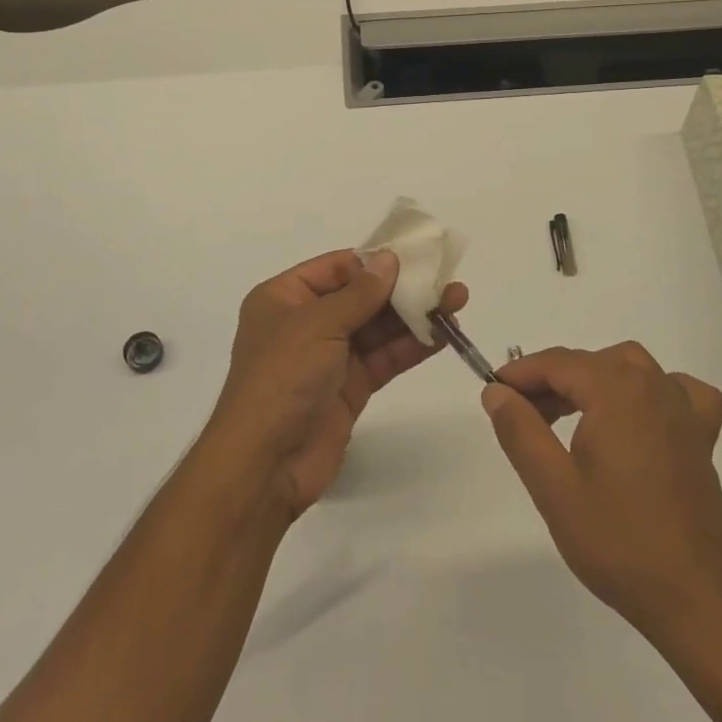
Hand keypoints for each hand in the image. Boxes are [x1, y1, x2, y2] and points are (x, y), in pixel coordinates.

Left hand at [207, 249, 466, 518]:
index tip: (415, 256)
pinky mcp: (349, 388)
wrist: (265, 464)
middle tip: (446, 279)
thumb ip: (359, 293)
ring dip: (414, 315)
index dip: (374, 262)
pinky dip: (411, 345)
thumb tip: (389, 259)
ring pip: (377, 327)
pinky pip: (383, 358)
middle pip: (360, 296)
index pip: (336, 268)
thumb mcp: (317, 324)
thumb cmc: (282, 378)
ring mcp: (328, 357)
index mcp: (284, 298)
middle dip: (402, 288)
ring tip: (456, 301)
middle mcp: (305, 322)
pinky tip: (443, 334)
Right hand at [482, 343, 721, 638]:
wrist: (699, 602)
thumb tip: (496, 392)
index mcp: (616, 390)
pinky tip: (640, 414)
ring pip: (630, 368)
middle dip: (551, 380)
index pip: (557, 363)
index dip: (520, 373)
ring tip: (567, 414)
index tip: (493, 392)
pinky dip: (653, 391)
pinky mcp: (702, 439)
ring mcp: (683, 410)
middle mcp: (652, 385)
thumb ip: (520, 430)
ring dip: (594, 380)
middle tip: (523, 415)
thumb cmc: (619, 542)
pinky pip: (677, 392)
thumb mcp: (554, 488)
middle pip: (590, 363)